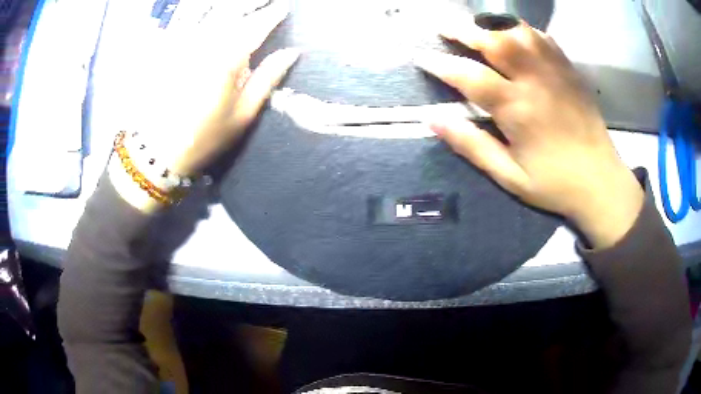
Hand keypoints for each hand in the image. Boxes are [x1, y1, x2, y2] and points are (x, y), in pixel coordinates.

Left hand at [110, 2, 298, 211]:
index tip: (283, 9)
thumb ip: (268, 78)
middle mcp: (204, 45)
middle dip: (249, 3)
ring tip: (237, 4)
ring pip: (207, 12)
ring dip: (225, 5)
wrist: (159, 153)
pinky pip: (181, 22)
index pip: (256, 26)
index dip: (272, 15)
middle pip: (231, 12)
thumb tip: (292, 52)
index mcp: (228, 60)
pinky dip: (194, 13)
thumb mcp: (244, 115)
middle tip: (263, 2)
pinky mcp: (166, 52)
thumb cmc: (206, 138)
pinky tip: (203, 12)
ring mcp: (182, 46)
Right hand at [414, 21, 643, 248]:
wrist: (601, 182)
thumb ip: (472, 146)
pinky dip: (523, 31)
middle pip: (495, 41)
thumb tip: (433, 120)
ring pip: (519, 32)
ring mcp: (556, 72)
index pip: (470, 76)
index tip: (420, 56)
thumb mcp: (509, 176)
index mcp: (518, 109)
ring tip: (478, 29)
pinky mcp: (570, 71)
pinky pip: (543, 38)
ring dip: (493, 26)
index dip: (440, 64)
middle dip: (465, 31)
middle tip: (445, 30)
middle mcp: (535, 81)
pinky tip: (514, 36)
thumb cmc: (554, 184)